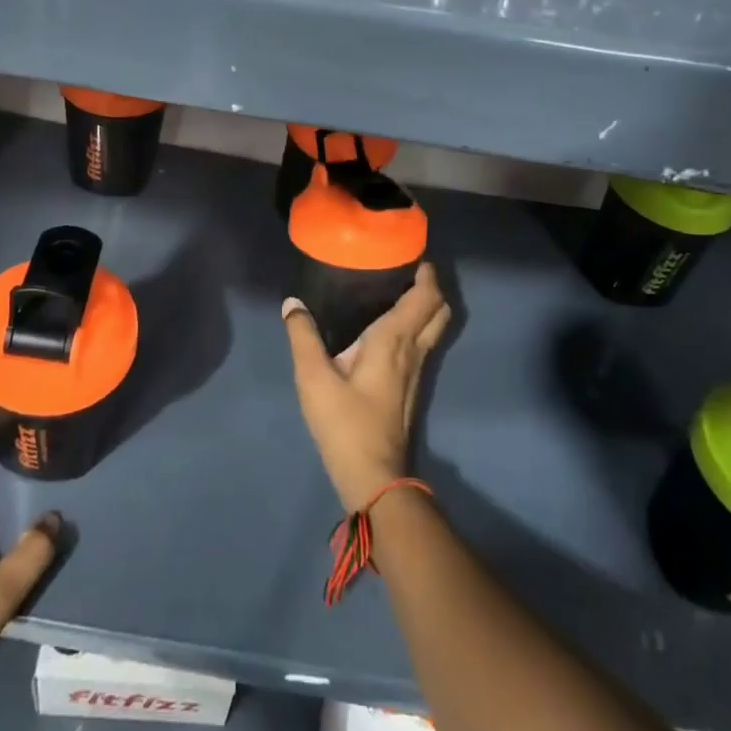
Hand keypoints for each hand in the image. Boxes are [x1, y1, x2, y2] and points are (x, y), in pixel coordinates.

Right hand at [282, 264, 450, 509]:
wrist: (373, 477)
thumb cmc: (345, 423)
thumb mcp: (313, 378)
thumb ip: (303, 336)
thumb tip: (292, 303)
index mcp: (394, 340)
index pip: (425, 298)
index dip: (426, 273)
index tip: (412, 253)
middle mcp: (413, 351)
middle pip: (439, 310)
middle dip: (430, 287)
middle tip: (405, 271)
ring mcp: (416, 372)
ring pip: (433, 329)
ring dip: (425, 307)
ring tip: (396, 293)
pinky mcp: (410, 388)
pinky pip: (422, 344)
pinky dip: (416, 327)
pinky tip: (388, 330)